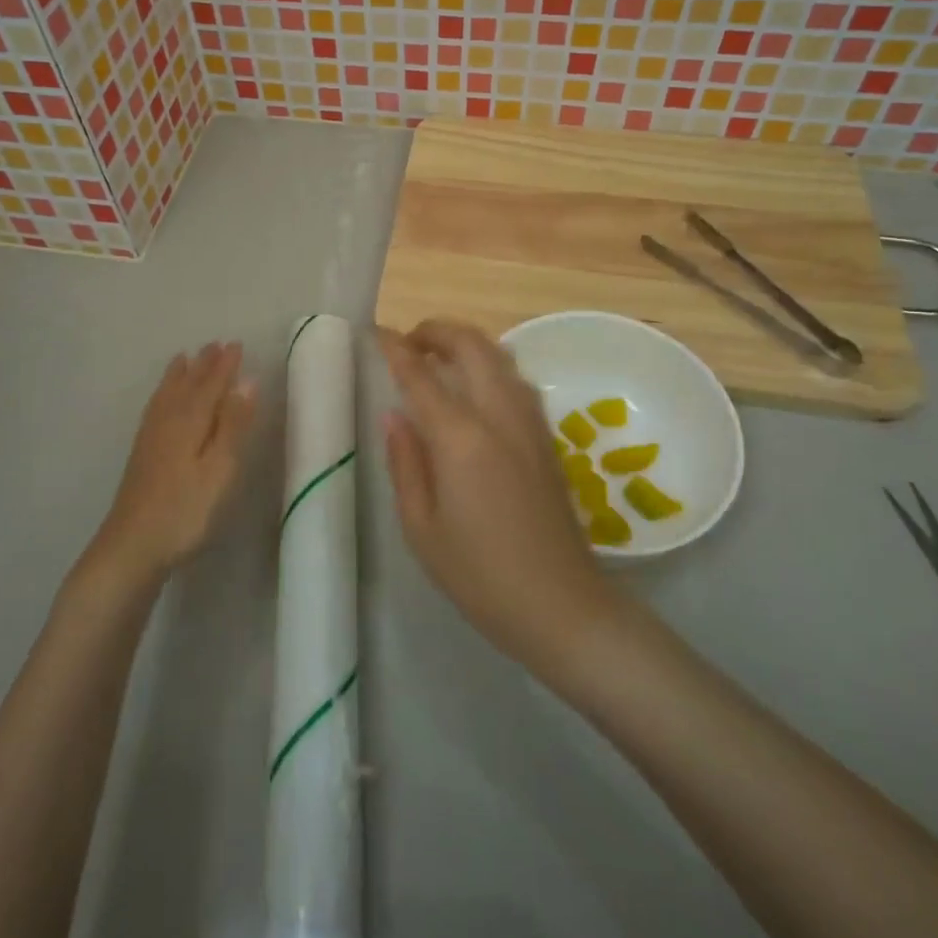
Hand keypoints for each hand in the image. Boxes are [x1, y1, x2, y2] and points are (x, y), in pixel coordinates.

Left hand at [91, 341, 257, 584]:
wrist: (131, 547)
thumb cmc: (185, 511)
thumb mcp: (219, 470)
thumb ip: (233, 425)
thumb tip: (247, 381)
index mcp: (190, 421)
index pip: (211, 385)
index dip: (225, 365)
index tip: (236, 344)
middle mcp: (168, 421)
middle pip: (188, 385)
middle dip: (203, 365)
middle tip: (215, 344)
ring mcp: (151, 438)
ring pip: (168, 395)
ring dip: (180, 375)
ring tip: (184, 358)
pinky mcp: (142, 454)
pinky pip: (155, 408)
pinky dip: (162, 394)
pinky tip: (162, 401)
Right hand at [380, 321, 616, 668]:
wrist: (562, 606)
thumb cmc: (480, 575)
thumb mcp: (421, 527)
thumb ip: (405, 463)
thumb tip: (395, 415)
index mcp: (462, 438)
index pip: (421, 375)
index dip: (395, 348)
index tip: (376, 333)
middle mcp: (499, 416)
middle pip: (471, 345)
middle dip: (437, 330)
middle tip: (409, 341)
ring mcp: (530, 423)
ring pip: (500, 356)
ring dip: (466, 343)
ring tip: (439, 358)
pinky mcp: (548, 437)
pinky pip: (516, 380)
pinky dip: (490, 365)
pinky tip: (476, 388)